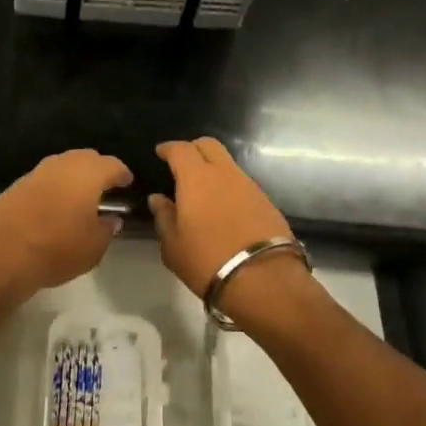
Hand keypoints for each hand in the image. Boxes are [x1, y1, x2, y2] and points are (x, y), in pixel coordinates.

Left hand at [0, 150, 132, 298]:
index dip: (122, 174)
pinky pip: (42, 180)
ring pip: (61, 166)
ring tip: (80, 197)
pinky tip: (54, 206)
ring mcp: (34, 174)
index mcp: (87, 174)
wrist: (0, 256)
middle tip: (105, 187)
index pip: (112, 165)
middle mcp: (61, 166)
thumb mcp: (93, 248)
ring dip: (73, 177)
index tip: (127, 183)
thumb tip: (111, 219)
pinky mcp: (14, 187)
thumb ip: (106, 230)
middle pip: (85, 158)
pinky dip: (53, 188)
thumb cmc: (56, 250)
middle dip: (97, 169)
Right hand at [151, 138, 309, 326]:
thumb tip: (158, 199)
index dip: (168, 148)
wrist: (263, 279)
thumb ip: (163, 217)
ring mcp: (249, 186)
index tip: (160, 153)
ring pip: (228, 164)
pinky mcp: (266, 201)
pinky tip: (222, 207)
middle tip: (181, 165)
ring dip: (213, 169)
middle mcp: (225, 174)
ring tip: (201, 191)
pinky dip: (228, 187)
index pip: (181, 149)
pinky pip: (241, 184)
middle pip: (209, 145)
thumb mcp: (173, 245)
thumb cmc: (207, 261)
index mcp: (196, 178)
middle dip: (193, 149)